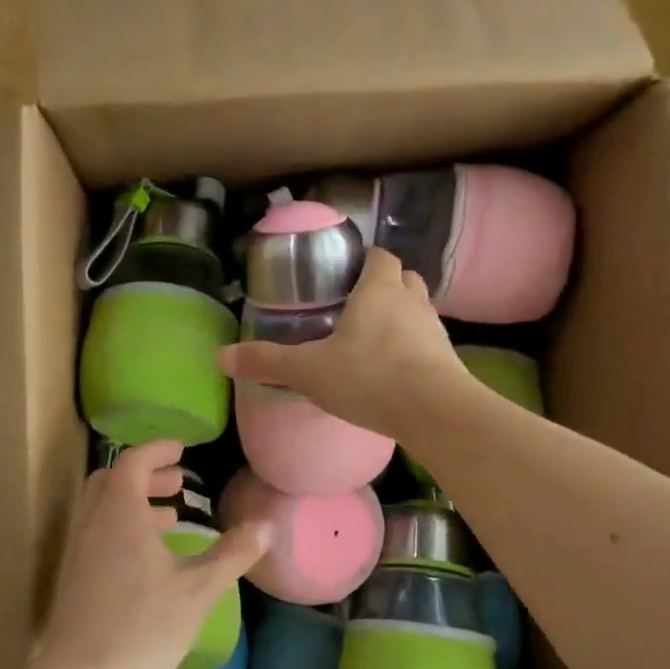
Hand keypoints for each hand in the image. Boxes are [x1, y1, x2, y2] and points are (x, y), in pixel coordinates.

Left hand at [39, 441, 269, 668]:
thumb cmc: (144, 626)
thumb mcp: (199, 589)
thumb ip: (233, 553)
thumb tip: (267, 526)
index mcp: (119, 513)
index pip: (133, 462)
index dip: (157, 450)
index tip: (182, 450)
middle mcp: (93, 524)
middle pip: (112, 481)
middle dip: (145, 476)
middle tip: (177, 484)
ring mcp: (79, 553)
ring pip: (103, 510)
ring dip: (135, 504)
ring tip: (170, 519)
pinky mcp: (76, 579)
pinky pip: (99, 535)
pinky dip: (124, 529)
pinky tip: (151, 561)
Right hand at [218, 248, 467, 440]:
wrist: (434, 412)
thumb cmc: (369, 377)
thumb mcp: (308, 371)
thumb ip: (267, 362)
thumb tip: (220, 356)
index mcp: (379, 289)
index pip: (379, 256)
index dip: (364, 260)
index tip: (345, 273)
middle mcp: (412, 300)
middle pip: (404, 278)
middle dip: (384, 285)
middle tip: (356, 306)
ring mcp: (435, 330)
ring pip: (418, 310)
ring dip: (401, 316)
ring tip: (374, 339)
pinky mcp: (449, 360)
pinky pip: (427, 343)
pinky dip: (413, 348)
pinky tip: (394, 371)